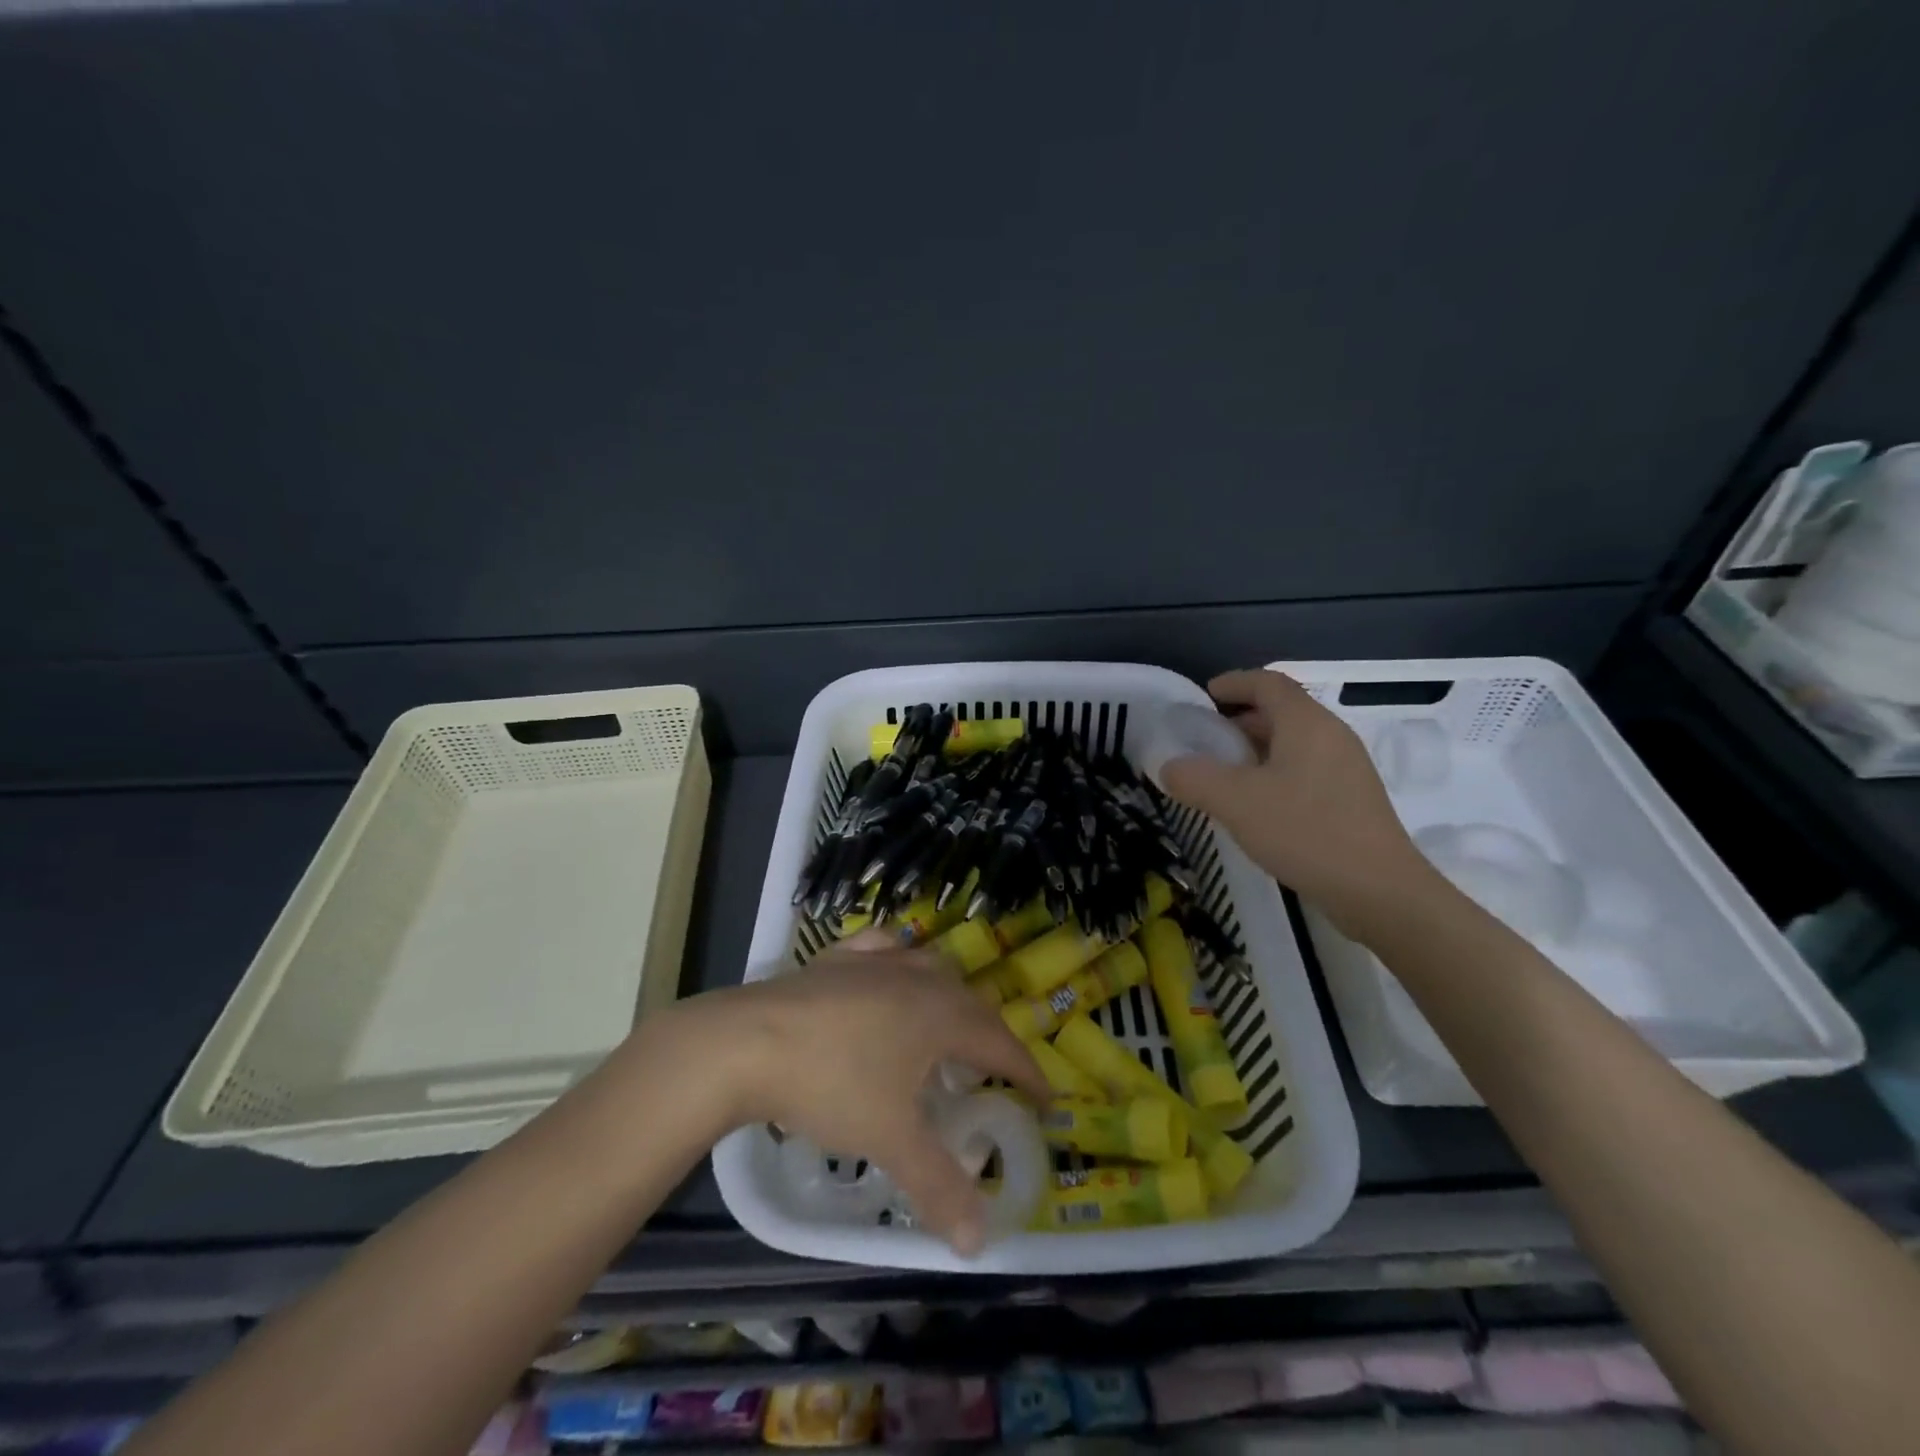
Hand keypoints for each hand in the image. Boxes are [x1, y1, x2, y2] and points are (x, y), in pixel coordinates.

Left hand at [699, 936, 1049, 1254]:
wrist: (746, 1042)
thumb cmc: (831, 1084)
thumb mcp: (890, 1138)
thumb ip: (938, 1186)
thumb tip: (979, 1242)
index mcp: (941, 1014)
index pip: (1001, 1042)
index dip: (1027, 1072)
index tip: (1046, 1100)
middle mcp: (917, 977)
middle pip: (970, 1002)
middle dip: (989, 1037)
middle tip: (992, 1075)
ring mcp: (875, 961)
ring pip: (930, 969)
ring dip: (948, 999)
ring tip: (944, 1029)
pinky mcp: (836, 958)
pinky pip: (883, 950)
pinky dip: (898, 961)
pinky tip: (889, 969)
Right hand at [1160, 668, 1436, 940]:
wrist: (1378, 891)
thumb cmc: (1305, 831)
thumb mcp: (1235, 802)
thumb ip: (1193, 778)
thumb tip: (1169, 767)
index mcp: (1307, 723)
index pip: (1268, 683)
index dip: (1233, 683)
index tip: (1202, 697)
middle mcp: (1331, 736)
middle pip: (1282, 711)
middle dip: (1240, 718)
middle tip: (1204, 740)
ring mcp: (1346, 769)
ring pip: (1293, 743)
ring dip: (1255, 748)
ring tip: (1223, 774)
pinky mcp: (1351, 800)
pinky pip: (1305, 770)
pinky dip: (1273, 773)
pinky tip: (1255, 805)